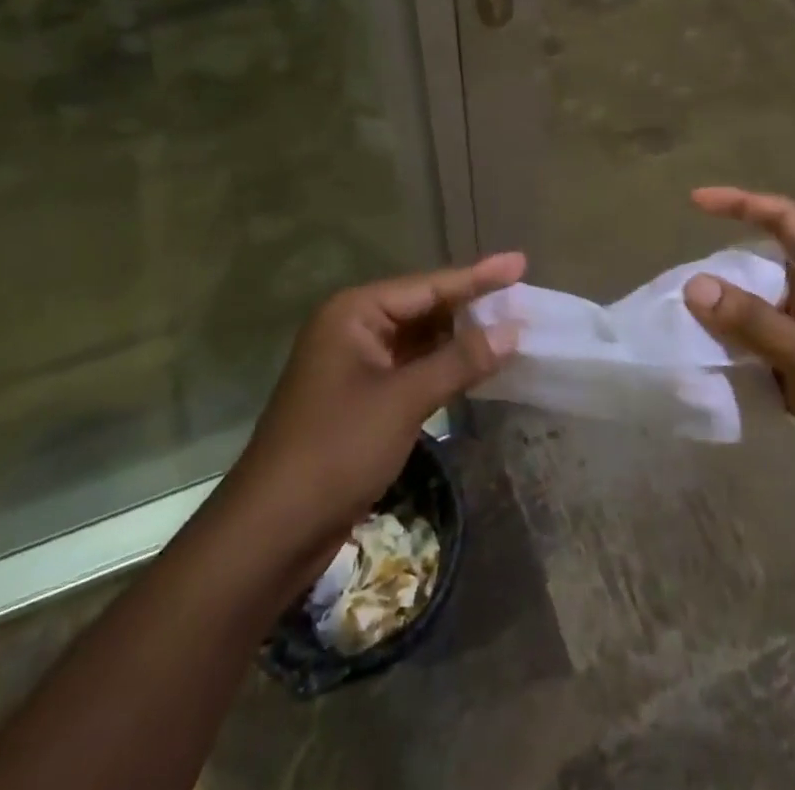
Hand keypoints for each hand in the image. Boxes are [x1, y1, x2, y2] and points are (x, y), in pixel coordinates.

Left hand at [223, 254, 524, 563]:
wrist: (272, 531)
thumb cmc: (336, 450)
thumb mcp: (403, 400)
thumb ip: (459, 361)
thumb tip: (513, 330)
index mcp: (354, 313)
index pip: (428, 286)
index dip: (478, 276)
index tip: (520, 262)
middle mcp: (353, 328)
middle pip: (424, 307)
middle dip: (471, 306)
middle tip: (522, 297)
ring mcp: (355, 364)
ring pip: (419, 340)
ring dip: (460, 338)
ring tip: (511, 326)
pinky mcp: (361, 398)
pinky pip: (411, 368)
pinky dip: (444, 367)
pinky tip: (477, 365)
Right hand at [682, 187, 794, 558]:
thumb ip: (752, 321)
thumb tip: (693, 285)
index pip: (786, 219)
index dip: (741, 204)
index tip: (695, 202)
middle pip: (771, 269)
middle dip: (728, 273)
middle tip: (679, 285)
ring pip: (767, 317)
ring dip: (731, 320)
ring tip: (683, 324)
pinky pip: (771, 357)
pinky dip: (744, 359)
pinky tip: (711, 368)